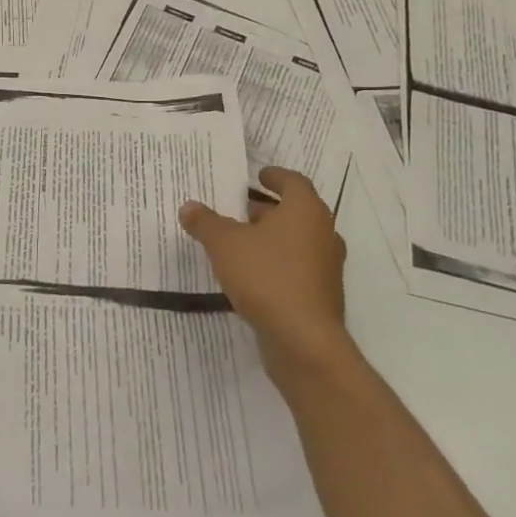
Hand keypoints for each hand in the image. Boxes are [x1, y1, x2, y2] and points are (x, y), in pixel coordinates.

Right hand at [179, 166, 349, 395]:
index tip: (256, 175)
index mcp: (305, 211)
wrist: (304, 341)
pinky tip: (250, 274)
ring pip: (296, 240)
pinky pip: (296, 267)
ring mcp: (326, 266)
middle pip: (295, 211)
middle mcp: (323, 233)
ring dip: (271, 237)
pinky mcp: (321, 295)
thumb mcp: (224, 244)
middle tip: (236, 209)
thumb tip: (189, 207)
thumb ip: (206, 222)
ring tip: (238, 241)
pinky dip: (276, 262)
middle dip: (266, 208)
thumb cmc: (266, 277)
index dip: (274, 176)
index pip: (293, 182)